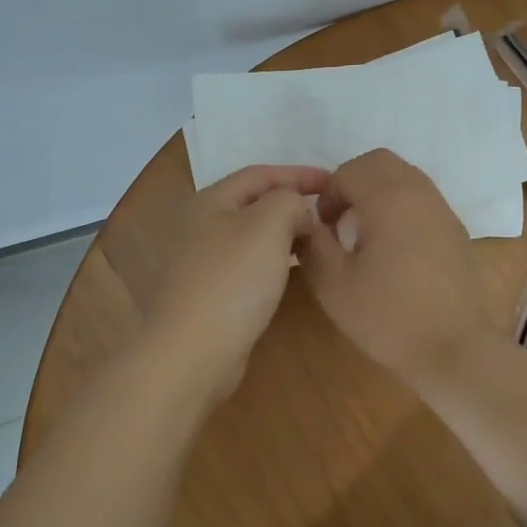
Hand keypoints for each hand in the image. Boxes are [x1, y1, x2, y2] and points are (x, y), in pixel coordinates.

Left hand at [144, 165, 329, 401]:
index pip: (261, 174)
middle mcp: (202, 226)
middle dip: (293, 204)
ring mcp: (204, 262)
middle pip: (255, 204)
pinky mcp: (211, 294)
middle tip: (330, 213)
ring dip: (287, 234)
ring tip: (320, 240)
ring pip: (254, 236)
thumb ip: (290, 202)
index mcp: (211, 201)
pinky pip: (251, 265)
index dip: (300, 173)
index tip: (335, 183)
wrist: (191, 352)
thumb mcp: (268, 225)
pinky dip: (276, 261)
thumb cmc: (231, 280)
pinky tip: (296, 272)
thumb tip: (299, 211)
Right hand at [297, 149, 498, 380]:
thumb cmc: (388, 317)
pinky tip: (393, 247)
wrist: (455, 349)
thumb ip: (313, 245)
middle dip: (352, 180)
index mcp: (388, 199)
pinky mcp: (456, 230)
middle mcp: (419, 193)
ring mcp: (442, 210)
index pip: (349, 171)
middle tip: (339, 219)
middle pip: (380, 162)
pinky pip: (422, 198)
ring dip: (378, 191)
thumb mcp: (334, 285)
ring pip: (404, 176)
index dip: (328, 194)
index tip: (322, 227)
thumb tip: (307, 224)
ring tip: (364, 231)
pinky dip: (400, 206)